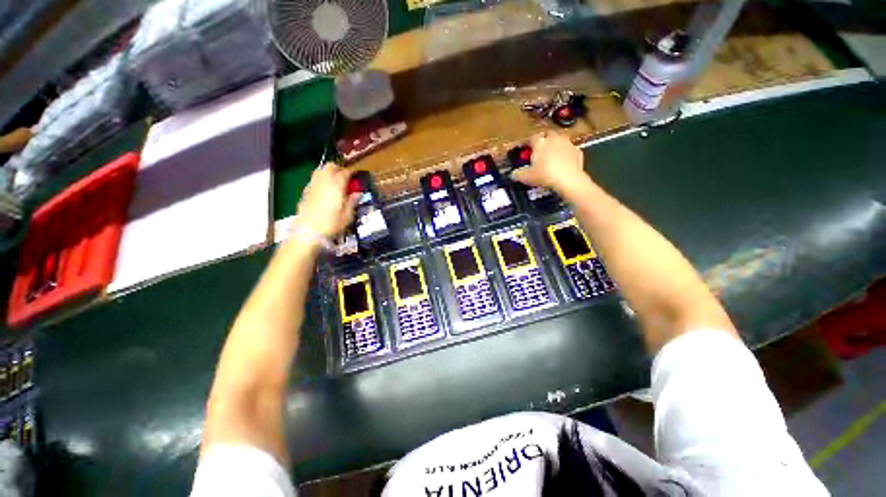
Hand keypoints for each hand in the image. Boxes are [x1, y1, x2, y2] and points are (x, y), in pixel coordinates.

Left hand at [295, 163, 359, 238]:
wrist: (307, 232)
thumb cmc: (331, 224)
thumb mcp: (347, 216)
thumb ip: (352, 202)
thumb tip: (358, 193)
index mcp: (336, 186)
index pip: (345, 172)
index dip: (352, 172)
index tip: (357, 174)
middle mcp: (323, 181)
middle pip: (330, 166)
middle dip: (338, 168)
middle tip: (345, 177)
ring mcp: (312, 186)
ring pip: (319, 171)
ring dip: (328, 173)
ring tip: (335, 182)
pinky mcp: (305, 192)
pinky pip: (314, 180)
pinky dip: (321, 181)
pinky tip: (325, 191)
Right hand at [511, 131, 587, 197]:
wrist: (569, 179)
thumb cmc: (545, 175)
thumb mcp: (527, 177)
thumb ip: (518, 174)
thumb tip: (513, 173)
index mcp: (540, 142)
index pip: (531, 138)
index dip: (526, 143)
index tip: (524, 149)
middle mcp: (554, 138)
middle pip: (547, 135)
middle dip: (543, 140)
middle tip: (539, 150)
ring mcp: (567, 143)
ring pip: (559, 140)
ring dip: (555, 146)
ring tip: (551, 156)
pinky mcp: (577, 151)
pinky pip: (568, 150)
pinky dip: (565, 155)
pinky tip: (562, 164)